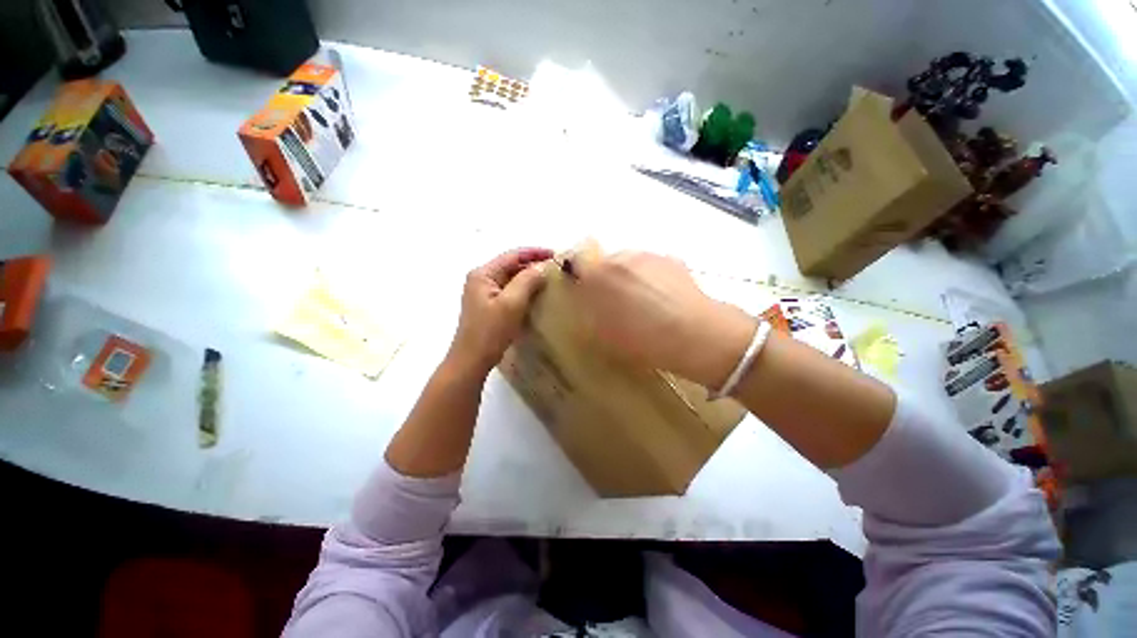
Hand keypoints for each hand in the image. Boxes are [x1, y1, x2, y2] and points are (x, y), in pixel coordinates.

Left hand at [448, 247, 553, 375]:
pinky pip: (510, 291)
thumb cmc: (490, 331)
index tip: (556, 255)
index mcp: (483, 274)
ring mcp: (484, 293)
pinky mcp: (489, 306)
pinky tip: (537, 295)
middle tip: (556, 269)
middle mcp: (481, 279)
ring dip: (530, 277)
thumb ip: (527, 281)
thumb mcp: (511, 303)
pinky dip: (524, 290)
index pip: (512, 255)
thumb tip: (542, 266)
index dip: (535, 253)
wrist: (472, 360)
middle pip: (511, 265)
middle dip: (533, 265)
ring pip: (511, 279)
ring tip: (550, 280)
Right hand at [570, 251, 754, 387]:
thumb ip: (589, 311)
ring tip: (642, 303)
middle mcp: (622, 257)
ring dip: (628, 277)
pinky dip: (649, 277)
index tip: (583, 291)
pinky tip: (662, 299)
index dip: (578, 275)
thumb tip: (585, 298)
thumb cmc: (643, 340)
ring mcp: (648, 256)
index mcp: (600, 274)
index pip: (578, 262)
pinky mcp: (671, 260)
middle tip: (613, 303)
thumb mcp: (605, 334)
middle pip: (604, 262)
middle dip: (604, 278)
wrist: (696, 335)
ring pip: (628, 263)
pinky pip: (650, 265)